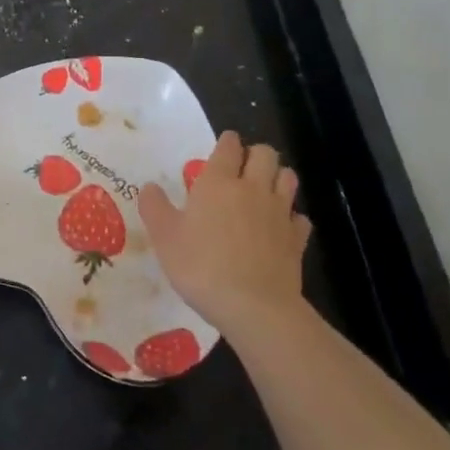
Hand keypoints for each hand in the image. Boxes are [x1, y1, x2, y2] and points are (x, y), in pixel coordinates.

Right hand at [138, 132, 310, 338]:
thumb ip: (155, 207)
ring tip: (263, 191)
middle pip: (265, 153)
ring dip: (277, 178)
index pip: (229, 145)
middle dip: (255, 154)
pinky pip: (299, 217)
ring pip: (288, 178)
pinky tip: (280, 227)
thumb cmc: (201, 266)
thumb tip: (150, 187)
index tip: (221, 147)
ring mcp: (279, 213)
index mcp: (218, 182)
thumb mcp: (164, 237)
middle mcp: (252, 188)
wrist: (254, 307)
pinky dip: (291, 217)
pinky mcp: (297, 239)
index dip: (226, 142)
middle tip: (241, 168)